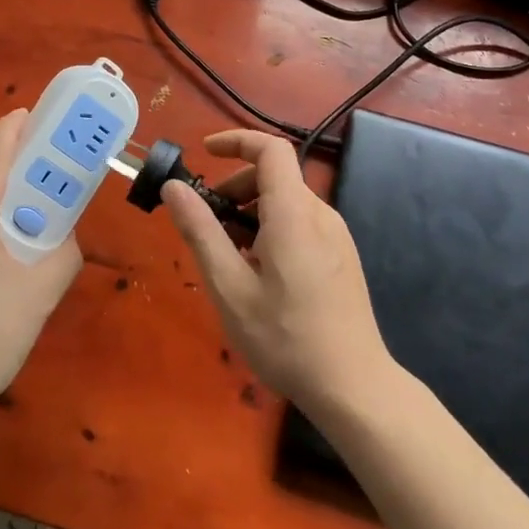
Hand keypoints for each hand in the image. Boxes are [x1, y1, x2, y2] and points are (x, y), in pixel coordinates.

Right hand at [162, 129, 392, 412]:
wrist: (355, 388)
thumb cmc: (286, 338)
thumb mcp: (230, 287)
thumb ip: (201, 231)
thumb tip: (174, 187)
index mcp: (294, 212)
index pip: (270, 149)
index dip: (236, 141)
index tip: (204, 154)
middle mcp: (320, 213)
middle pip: (276, 175)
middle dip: (236, 186)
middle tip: (208, 222)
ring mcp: (336, 236)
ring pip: (288, 201)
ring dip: (252, 211)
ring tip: (229, 256)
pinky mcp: (342, 257)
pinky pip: (302, 223)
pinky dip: (272, 228)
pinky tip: (260, 273)